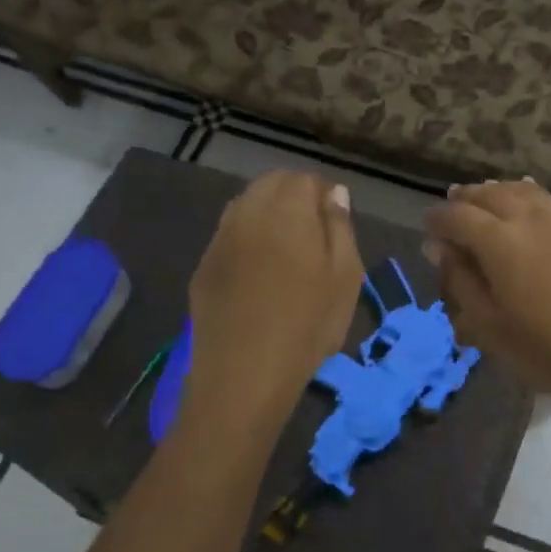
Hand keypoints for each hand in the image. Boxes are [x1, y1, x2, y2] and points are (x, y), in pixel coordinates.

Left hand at [185, 171, 363, 424]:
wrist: (245, 373)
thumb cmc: (309, 324)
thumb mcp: (346, 276)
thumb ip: (340, 227)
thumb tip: (334, 193)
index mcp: (287, 209)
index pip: (304, 178)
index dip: (323, 193)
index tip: (336, 220)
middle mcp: (248, 212)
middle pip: (271, 184)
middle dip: (294, 197)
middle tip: (314, 233)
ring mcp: (220, 238)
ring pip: (246, 206)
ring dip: (268, 214)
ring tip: (287, 250)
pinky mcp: (204, 266)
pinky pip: (229, 235)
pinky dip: (247, 239)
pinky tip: (260, 272)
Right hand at [424, 179, 550, 402]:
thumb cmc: (542, 347)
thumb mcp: (487, 323)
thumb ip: (460, 279)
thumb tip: (440, 248)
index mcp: (498, 241)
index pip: (458, 217)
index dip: (438, 219)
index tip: (427, 226)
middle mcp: (527, 219)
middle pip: (489, 195)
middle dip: (465, 199)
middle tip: (451, 207)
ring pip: (520, 190)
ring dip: (495, 191)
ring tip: (483, 199)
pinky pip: (545, 200)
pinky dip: (524, 195)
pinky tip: (521, 205)